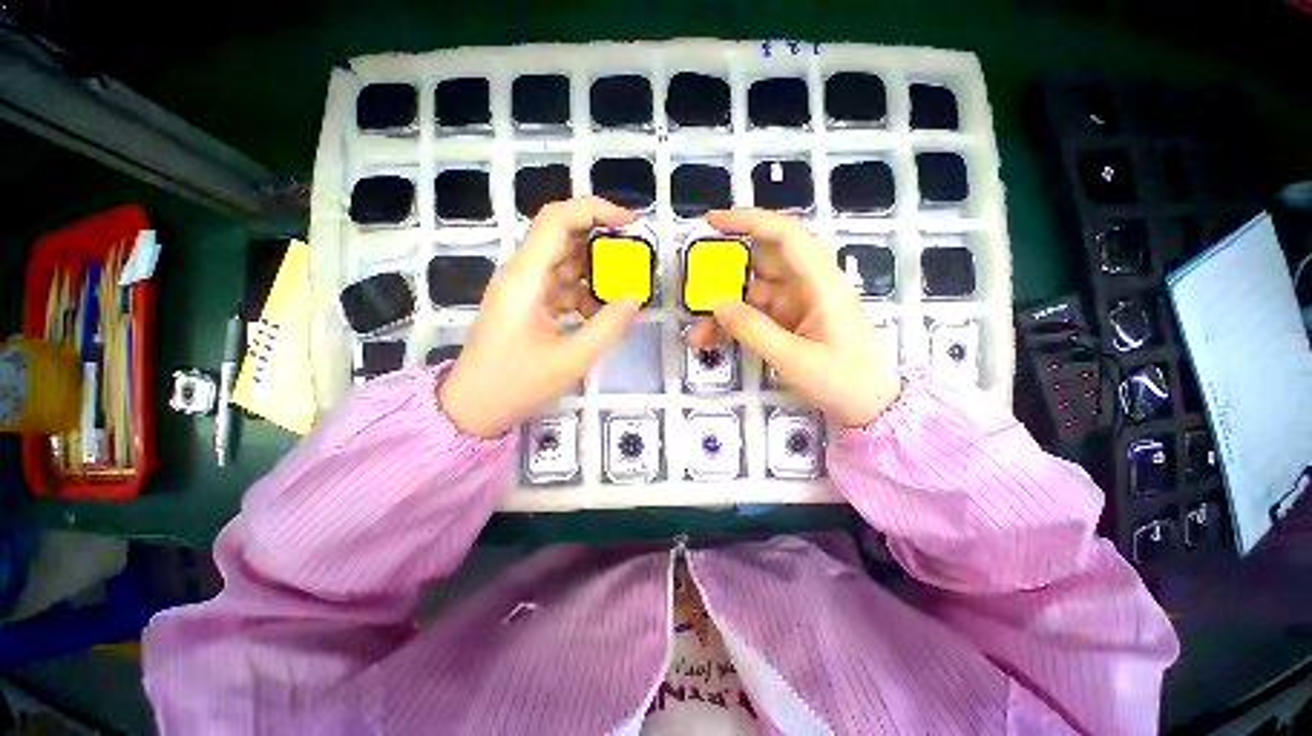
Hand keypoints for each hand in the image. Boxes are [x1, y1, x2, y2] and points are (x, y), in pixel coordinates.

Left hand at [439, 197, 639, 437]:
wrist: (473, 408)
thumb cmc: (516, 384)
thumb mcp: (572, 359)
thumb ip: (608, 326)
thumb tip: (636, 297)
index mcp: (525, 277)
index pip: (558, 219)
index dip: (596, 209)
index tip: (632, 222)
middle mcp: (521, 273)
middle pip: (563, 235)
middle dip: (602, 240)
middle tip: (636, 256)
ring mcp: (524, 288)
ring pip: (565, 261)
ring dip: (596, 269)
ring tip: (626, 285)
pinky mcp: (528, 303)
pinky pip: (562, 285)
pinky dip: (585, 292)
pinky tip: (602, 311)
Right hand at [685, 209, 900, 427]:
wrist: (871, 406)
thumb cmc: (843, 380)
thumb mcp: (794, 358)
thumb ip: (753, 329)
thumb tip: (717, 304)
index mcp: (820, 282)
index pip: (785, 235)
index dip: (749, 221)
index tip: (711, 223)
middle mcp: (807, 285)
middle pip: (760, 265)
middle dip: (724, 276)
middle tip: (693, 291)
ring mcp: (797, 305)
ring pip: (751, 294)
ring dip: (723, 310)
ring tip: (697, 334)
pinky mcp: (789, 322)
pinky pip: (754, 315)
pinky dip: (733, 325)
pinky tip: (711, 339)